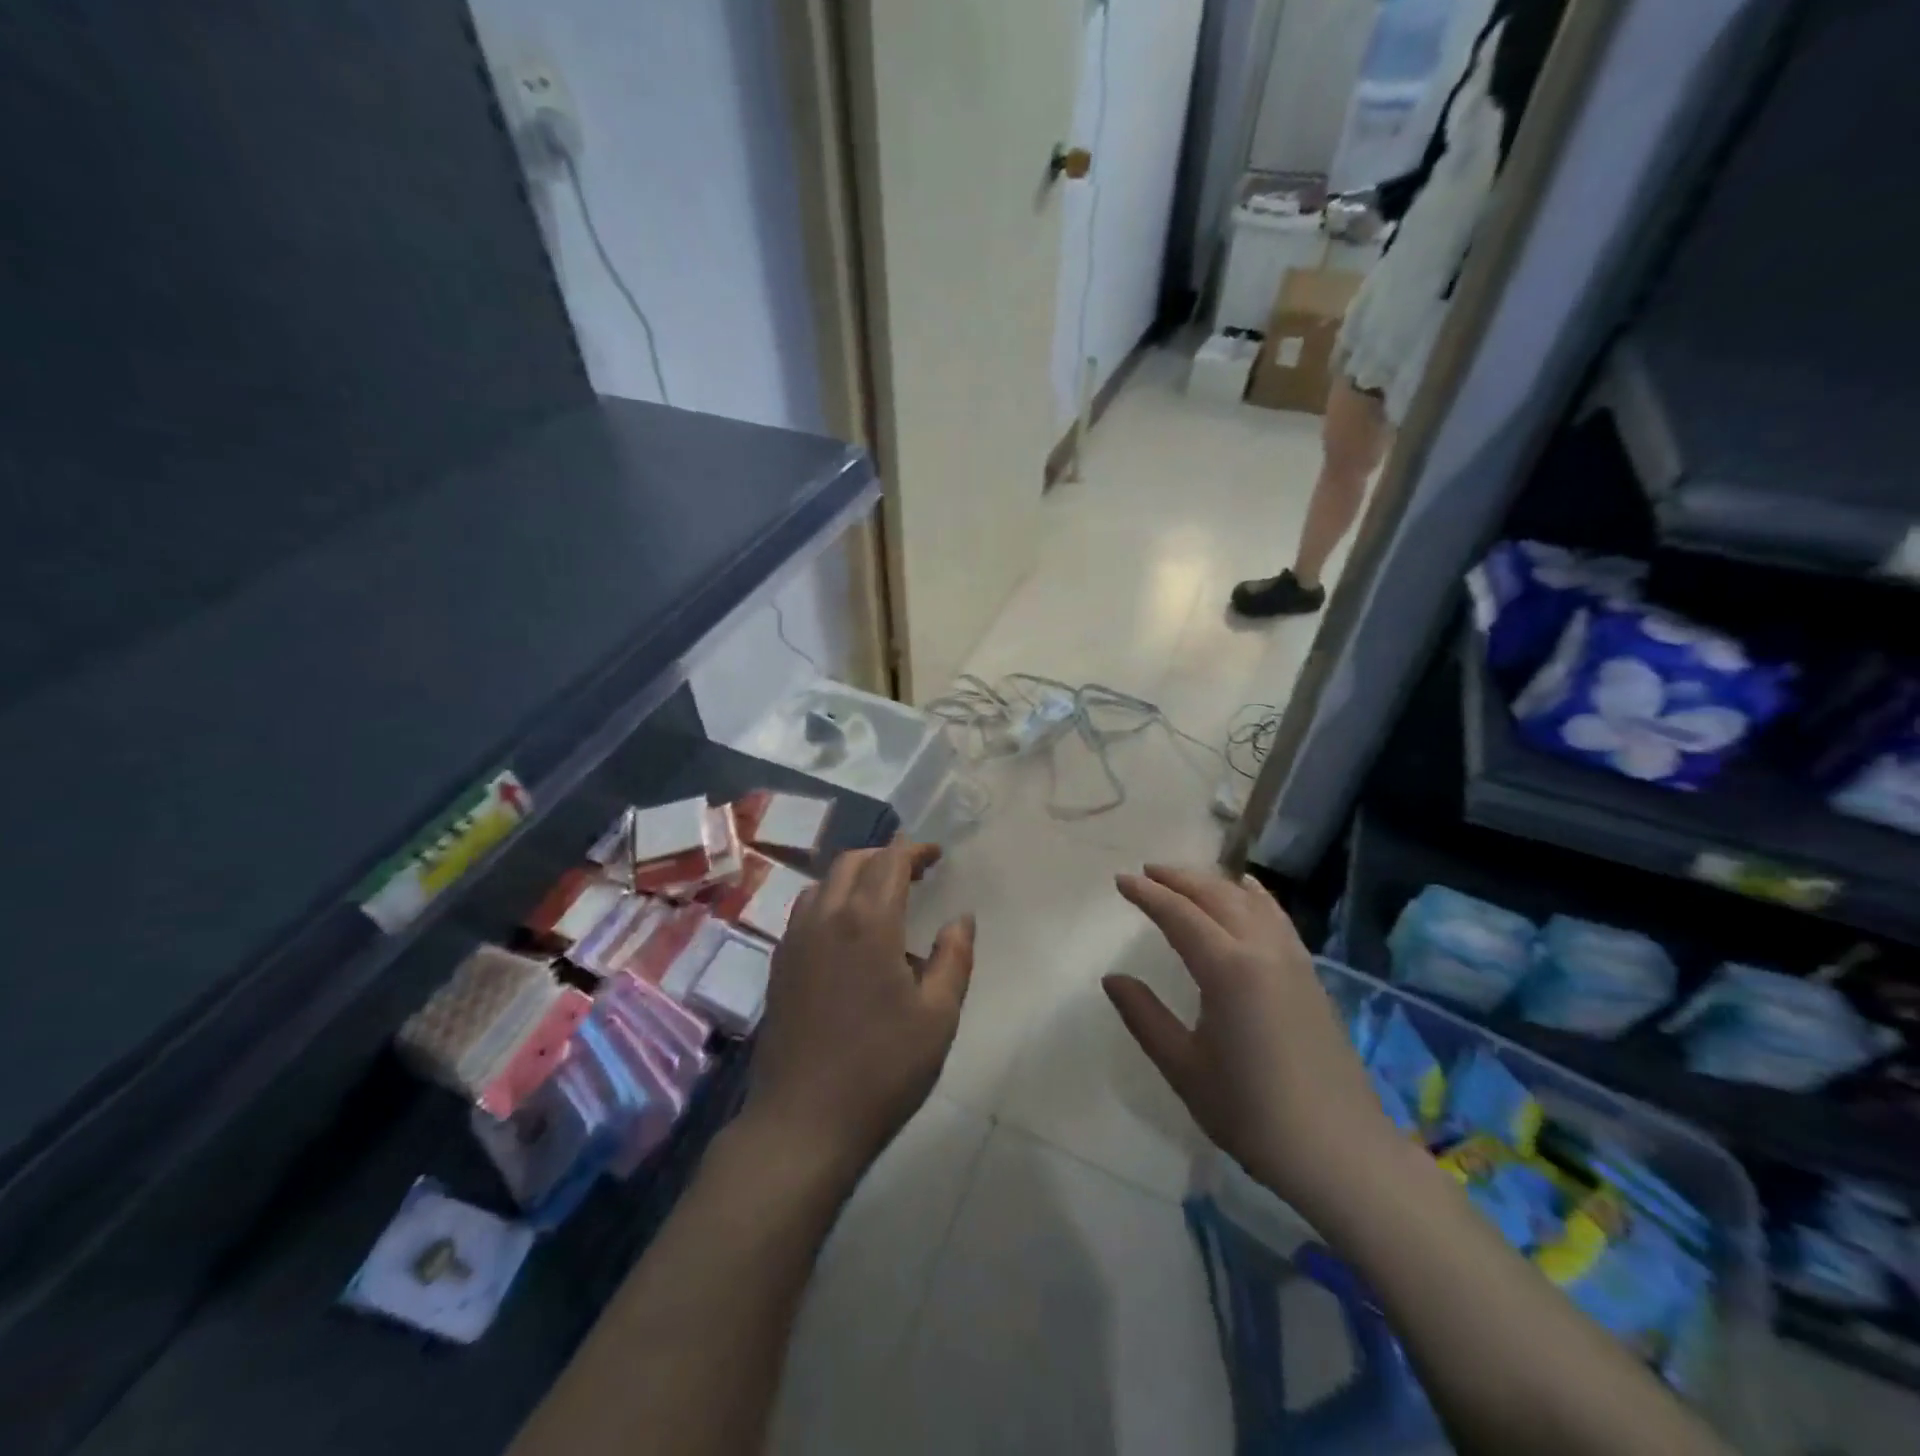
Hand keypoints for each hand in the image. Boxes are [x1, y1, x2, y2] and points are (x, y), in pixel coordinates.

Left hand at [744, 839, 973, 1176]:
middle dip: (885, 857)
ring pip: (824, 883)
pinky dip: (831, 900)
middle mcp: (826, 918)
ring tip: (881, 897)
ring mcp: (795, 940)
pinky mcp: (779, 964)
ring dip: (855, 876)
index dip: (915, 850)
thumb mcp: (938, 1017)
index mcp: (868, 923)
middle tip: (915, 872)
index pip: (890, 861)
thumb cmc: (882, 1069)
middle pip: (853, 862)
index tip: (936, 856)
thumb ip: (954, 958)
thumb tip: (961, 918)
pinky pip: (806, 911)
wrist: (803, 1122)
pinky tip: (846, 933)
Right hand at [1106, 866, 1392, 1218]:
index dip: (1148, 894)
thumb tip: (1113, 979)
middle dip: (1179, 878)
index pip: (1179, 914)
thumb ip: (1144, 1016)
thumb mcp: (1184, 1068)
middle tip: (1147, 871)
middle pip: (1216, 895)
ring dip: (1214, 882)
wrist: (1340, 1152)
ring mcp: (1293, 959)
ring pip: (1249, 900)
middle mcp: (1262, 950)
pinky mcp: (1310, 975)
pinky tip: (1248, 892)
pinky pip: (1277, 917)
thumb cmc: (1253, 1113)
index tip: (1121, 880)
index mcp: (1227, 969)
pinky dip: (1254, 896)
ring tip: (1187, 879)